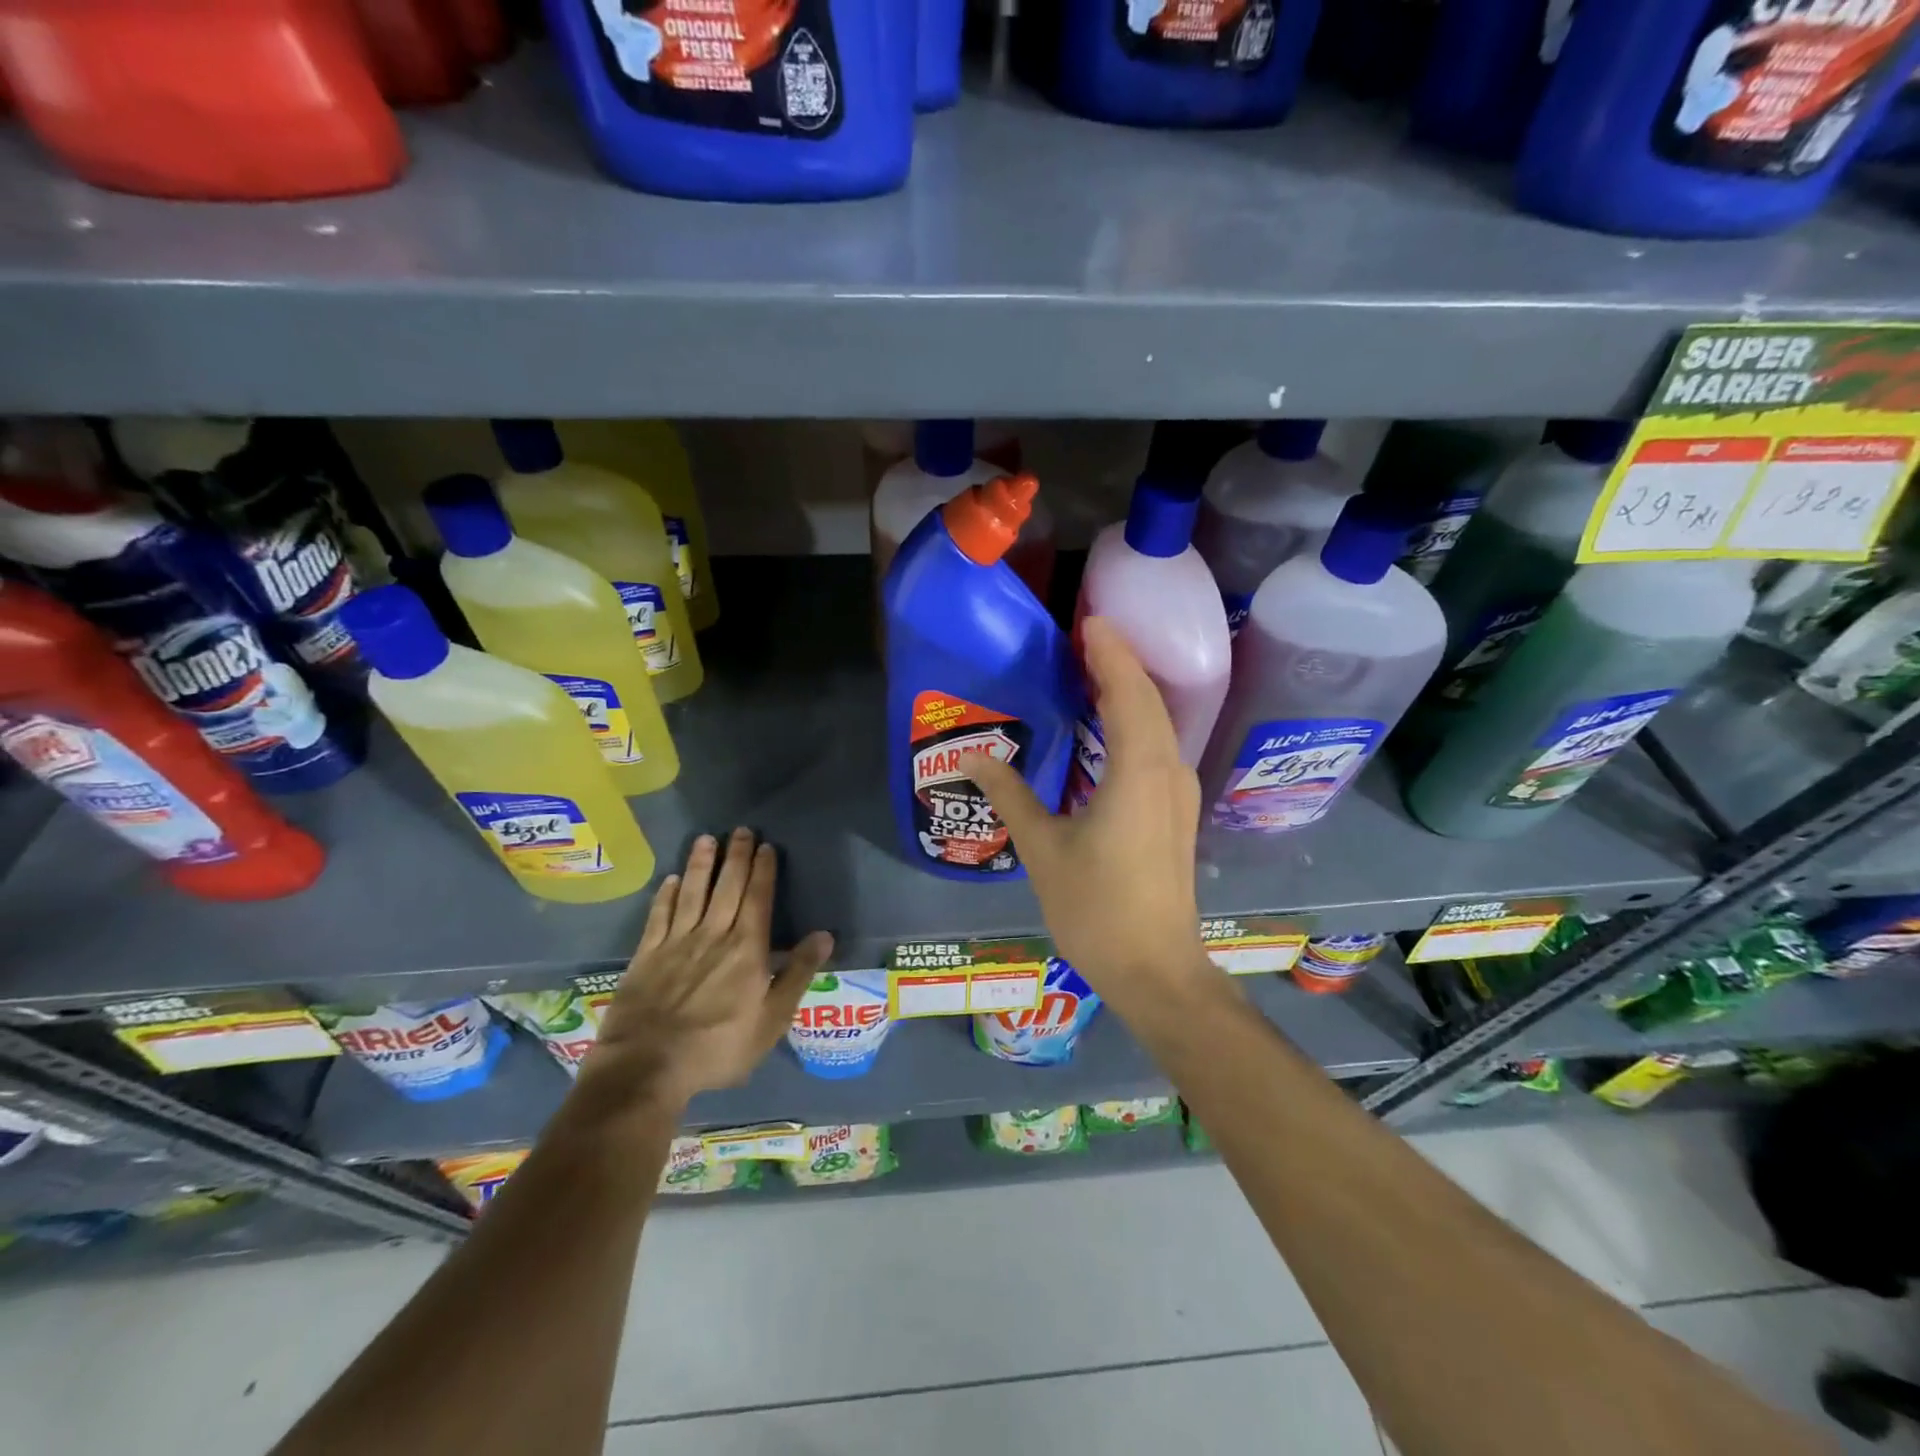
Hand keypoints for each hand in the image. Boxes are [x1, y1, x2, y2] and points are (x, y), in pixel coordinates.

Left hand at [580, 829, 833, 1113]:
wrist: (648, 1067)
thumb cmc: (719, 1047)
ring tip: (707, 839)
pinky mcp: (646, 956)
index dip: (763, 871)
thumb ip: (797, 974)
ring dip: (701, 864)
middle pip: (728, 887)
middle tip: (741, 830)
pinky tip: (672, 880)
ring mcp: (676, 943)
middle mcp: (713, 935)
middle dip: (736, 857)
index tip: (766, 846)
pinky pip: (659, 916)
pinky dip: (667, 895)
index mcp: (747, 948)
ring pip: (693, 893)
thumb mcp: (772, 1019)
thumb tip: (825, 935)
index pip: (758, 899)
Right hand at [963, 618, 1212, 1008]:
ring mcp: (1179, 793)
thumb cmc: (1097, 909)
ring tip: (1092, 671)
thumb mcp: (1043, 849)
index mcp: (1138, 772)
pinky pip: (1158, 747)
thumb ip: (1010, 795)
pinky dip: (1136, 722)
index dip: (1110, 653)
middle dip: (1120, 663)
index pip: (1128, 692)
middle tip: (1082, 637)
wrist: (1156, 970)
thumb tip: (972, 755)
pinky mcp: (1176, 812)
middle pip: (1149, 699)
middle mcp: (1168, 771)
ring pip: (1159, 723)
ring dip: (1130, 691)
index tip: (1088, 621)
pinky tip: (1108, 727)